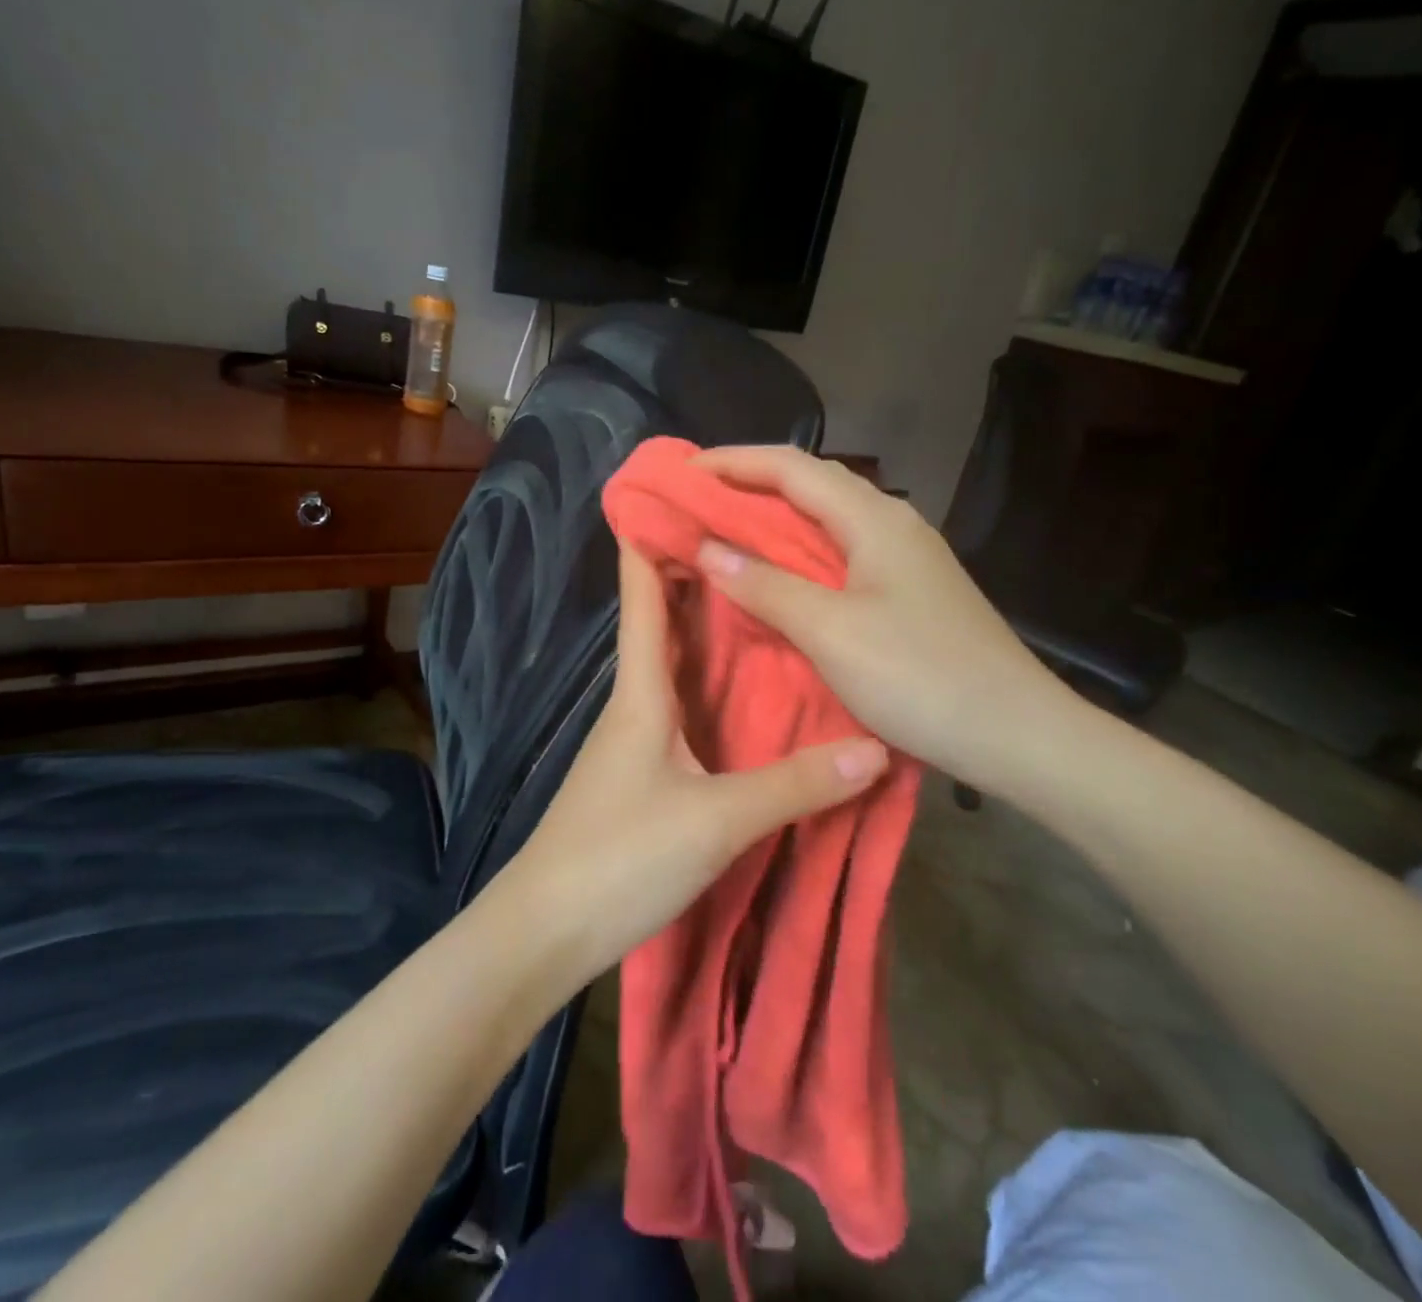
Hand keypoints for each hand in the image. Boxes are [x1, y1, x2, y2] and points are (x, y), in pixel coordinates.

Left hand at [500, 539, 889, 980]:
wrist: (547, 929)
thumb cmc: (620, 857)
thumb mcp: (717, 820)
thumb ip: (794, 784)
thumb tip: (874, 749)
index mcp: (640, 690)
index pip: (642, 594)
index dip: (653, 539)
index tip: (681, 491)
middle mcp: (635, 700)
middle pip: (663, 620)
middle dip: (698, 574)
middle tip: (755, 537)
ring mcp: (635, 738)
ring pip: (675, 662)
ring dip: (708, 626)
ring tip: (763, 595)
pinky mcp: (643, 772)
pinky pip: (682, 706)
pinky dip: (711, 681)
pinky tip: (746, 687)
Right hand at [690, 445, 1078, 794]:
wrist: (1016, 734)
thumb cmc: (920, 676)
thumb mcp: (831, 632)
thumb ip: (766, 586)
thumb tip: (707, 548)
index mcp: (874, 519)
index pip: (792, 467)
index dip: (733, 462)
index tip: (683, 471)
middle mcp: (892, 524)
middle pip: (812, 484)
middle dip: (750, 484)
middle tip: (697, 499)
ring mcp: (906, 559)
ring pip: (827, 519)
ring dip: (775, 518)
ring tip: (727, 529)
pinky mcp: (910, 591)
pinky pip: (841, 553)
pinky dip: (799, 552)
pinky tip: (781, 575)